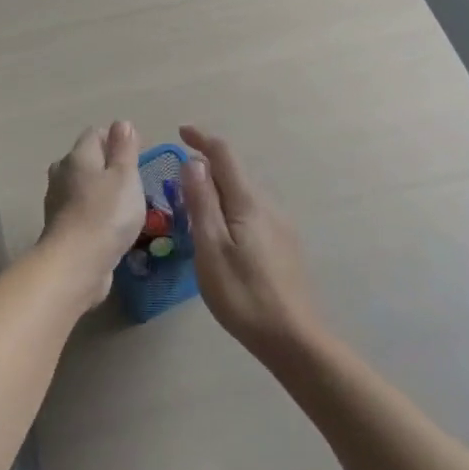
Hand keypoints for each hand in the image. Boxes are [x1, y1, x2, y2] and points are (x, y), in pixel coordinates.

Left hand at [40, 122, 146, 301]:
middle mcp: (62, 173)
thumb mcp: (125, 176)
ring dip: (101, 190)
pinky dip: (94, 212)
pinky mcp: (60, 227)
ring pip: (82, 186)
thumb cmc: (107, 213)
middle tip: (134, 180)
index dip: (116, 139)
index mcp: (77, 156)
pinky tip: (110, 225)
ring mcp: (57, 201)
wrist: (76, 263)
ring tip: (125, 204)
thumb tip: (122, 123)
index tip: (138, 154)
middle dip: (108, 165)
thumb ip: (124, 149)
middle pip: (86, 159)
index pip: (94, 134)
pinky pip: (80, 210)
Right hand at [179, 126, 323, 362]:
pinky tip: (221, 239)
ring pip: (243, 197)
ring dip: (217, 193)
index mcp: (248, 203)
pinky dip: (230, 212)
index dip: (202, 139)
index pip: (224, 155)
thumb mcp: (211, 248)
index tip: (180, 132)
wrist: (293, 337)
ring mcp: (280, 226)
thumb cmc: (243, 294)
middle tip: (175, 187)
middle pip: (234, 175)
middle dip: (206, 170)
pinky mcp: (284, 246)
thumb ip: (202, 203)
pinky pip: (252, 215)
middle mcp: (268, 206)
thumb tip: (193, 162)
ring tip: (192, 214)